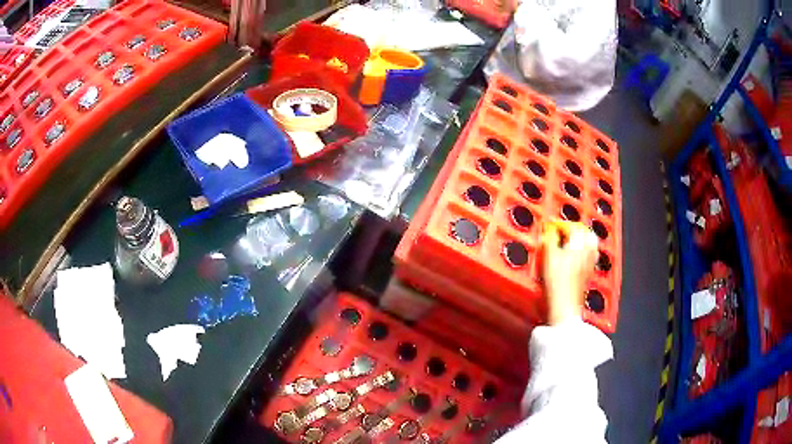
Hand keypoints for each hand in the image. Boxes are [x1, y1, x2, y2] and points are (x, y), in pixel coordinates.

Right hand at [542, 220, 598, 324]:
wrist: (565, 305)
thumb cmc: (558, 283)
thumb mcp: (548, 258)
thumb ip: (548, 240)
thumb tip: (548, 231)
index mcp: (579, 244)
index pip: (572, 226)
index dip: (560, 224)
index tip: (551, 225)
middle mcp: (588, 251)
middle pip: (587, 233)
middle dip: (576, 229)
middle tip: (564, 230)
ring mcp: (590, 263)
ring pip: (591, 244)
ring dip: (582, 239)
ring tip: (571, 240)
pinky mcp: (589, 273)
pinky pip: (591, 255)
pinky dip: (585, 251)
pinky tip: (576, 256)